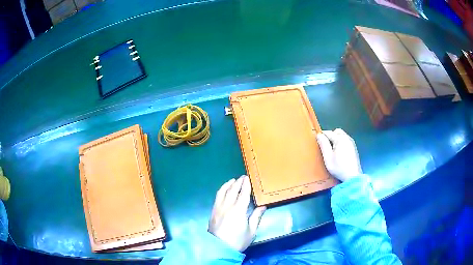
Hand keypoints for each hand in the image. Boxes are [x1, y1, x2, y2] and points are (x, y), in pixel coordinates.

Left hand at [208, 176, 265, 251]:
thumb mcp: (251, 231)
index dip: (246, 185)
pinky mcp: (213, 211)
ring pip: (223, 191)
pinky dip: (221, 190)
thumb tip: (263, 206)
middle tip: (242, 177)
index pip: (243, 194)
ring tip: (233, 180)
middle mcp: (227, 206)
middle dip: (238, 182)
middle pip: (233, 190)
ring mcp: (218, 207)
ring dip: (228, 184)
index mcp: (239, 210)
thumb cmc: (238, 240)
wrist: (219, 247)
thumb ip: (256, 217)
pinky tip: (224, 190)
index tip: (248, 178)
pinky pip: (217, 197)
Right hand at [316, 128, 361, 181]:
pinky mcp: (354, 147)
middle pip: (336, 131)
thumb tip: (319, 135)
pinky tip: (339, 152)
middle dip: (330, 136)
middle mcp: (347, 138)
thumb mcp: (328, 158)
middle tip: (326, 146)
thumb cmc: (339, 168)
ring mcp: (351, 142)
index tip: (317, 141)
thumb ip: (323, 145)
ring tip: (332, 150)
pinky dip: (341, 142)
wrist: (353, 176)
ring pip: (342, 135)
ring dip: (336, 139)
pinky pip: (346, 140)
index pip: (328, 132)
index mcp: (340, 139)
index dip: (322, 136)